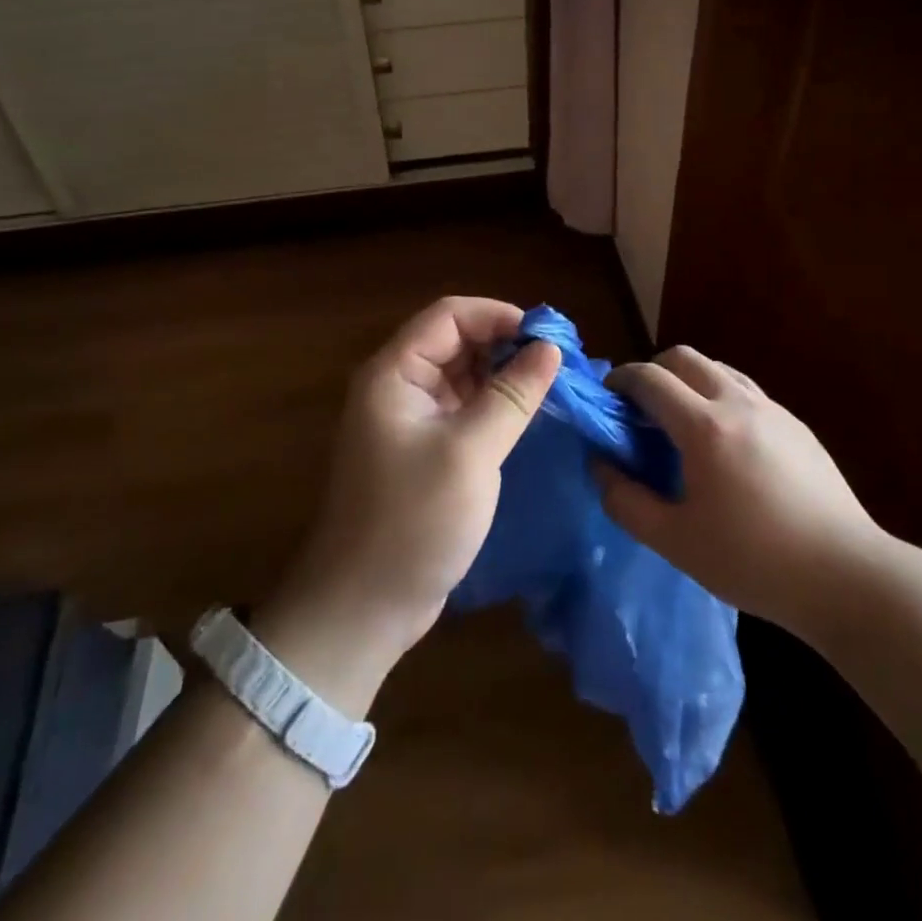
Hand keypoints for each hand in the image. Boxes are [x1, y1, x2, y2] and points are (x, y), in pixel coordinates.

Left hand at [269, 297, 561, 694]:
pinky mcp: (424, 449)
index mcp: (394, 373)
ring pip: (463, 374)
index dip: (499, 315)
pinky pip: (463, 408)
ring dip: (503, 374)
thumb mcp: (470, 452)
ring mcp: (410, 419)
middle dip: (505, 343)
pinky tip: (529, 415)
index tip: (547, 336)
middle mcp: (399, 386)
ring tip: (552, 385)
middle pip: (456, 341)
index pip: (449, 315)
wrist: (363, 608)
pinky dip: (495, 405)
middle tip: (558, 362)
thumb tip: (551, 348)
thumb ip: (513, 395)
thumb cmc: (413, 521)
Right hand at [598, 346, 882, 638]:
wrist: (845, 575)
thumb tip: (600, 466)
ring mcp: (773, 410)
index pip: (650, 378)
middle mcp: (738, 402)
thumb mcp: (674, 541)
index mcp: (704, 426)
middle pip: (685, 357)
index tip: (606, 397)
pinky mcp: (796, 425)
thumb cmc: (753, 561)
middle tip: (640, 409)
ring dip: (689, 380)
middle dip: (654, 371)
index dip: (620, 379)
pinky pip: (746, 391)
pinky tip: (724, 443)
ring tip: (680, 422)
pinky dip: (719, 396)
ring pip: (719, 368)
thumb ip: (625, 501)